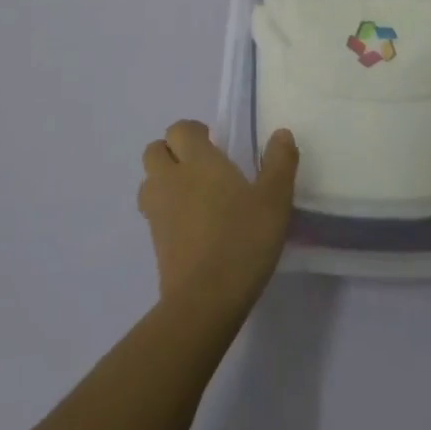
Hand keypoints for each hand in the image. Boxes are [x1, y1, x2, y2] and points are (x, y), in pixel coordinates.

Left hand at [139, 121, 298, 314]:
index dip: (194, 132)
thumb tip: (281, 134)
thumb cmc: (243, 240)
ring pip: (149, 181)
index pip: (180, 129)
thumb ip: (280, 163)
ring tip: (194, 195)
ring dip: (165, 180)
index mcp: (198, 161)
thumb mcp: (275, 200)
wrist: (205, 300)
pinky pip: (153, 212)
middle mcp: (170, 180)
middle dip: (173, 152)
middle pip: (155, 151)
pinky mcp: (154, 242)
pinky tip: (193, 226)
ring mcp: (157, 212)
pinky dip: (167, 210)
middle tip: (203, 167)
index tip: (216, 144)